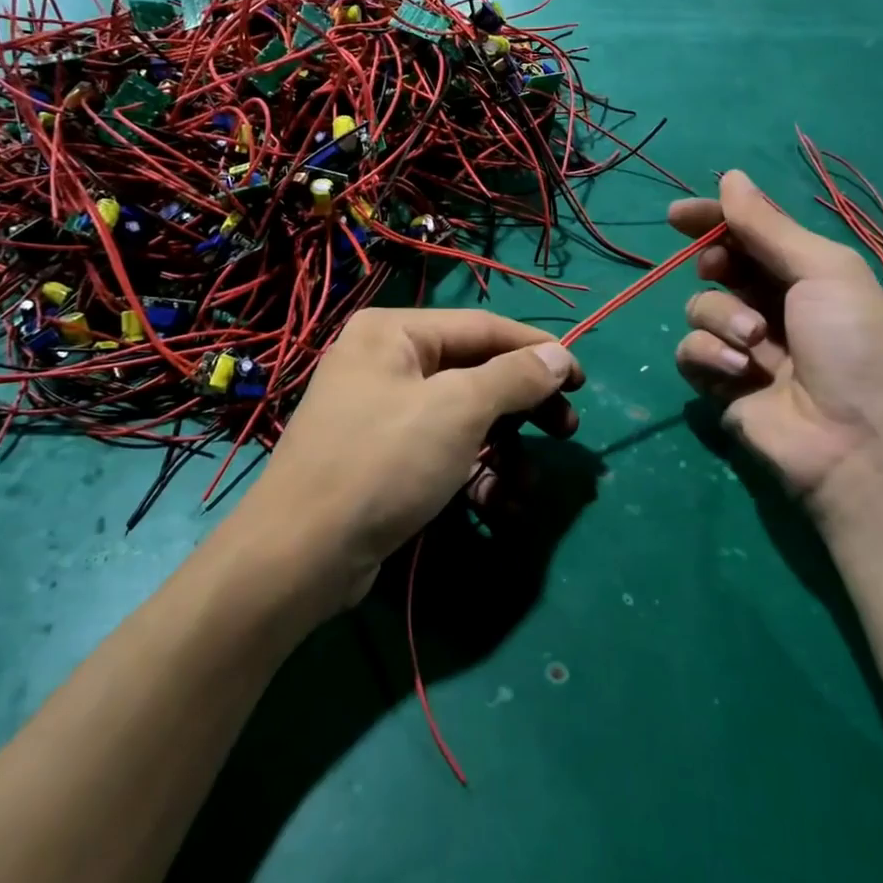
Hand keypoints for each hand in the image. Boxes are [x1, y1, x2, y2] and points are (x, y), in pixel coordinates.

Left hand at [242, 309, 582, 611]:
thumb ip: (514, 378)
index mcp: (394, 332)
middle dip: (522, 408)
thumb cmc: (383, 462)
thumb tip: (560, 355)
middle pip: (475, 374)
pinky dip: (474, 474)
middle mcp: (386, 363)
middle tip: (566, 430)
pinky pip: (442, 452)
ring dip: (503, 451)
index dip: (537, 351)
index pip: (483, 327)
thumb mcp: (457, 411)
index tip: (581, 379)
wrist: (301, 554)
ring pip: (463, 419)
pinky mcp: (385, 459)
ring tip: (527, 487)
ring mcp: (382, 413)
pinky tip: (498, 505)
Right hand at [669, 171, 882, 531]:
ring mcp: (745, 348)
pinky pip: (690, 351)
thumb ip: (769, 227)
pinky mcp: (721, 385)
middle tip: (717, 267)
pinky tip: (740, 371)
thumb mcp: (824, 272)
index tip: (678, 215)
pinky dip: (709, 354)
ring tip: (754, 343)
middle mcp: (774, 307)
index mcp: (807, 275)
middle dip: (713, 263)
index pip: (752, 235)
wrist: (858, 446)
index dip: (716, 219)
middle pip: (721, 267)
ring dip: (721, 317)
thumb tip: (730, 177)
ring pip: (700, 308)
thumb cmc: (853, 346)